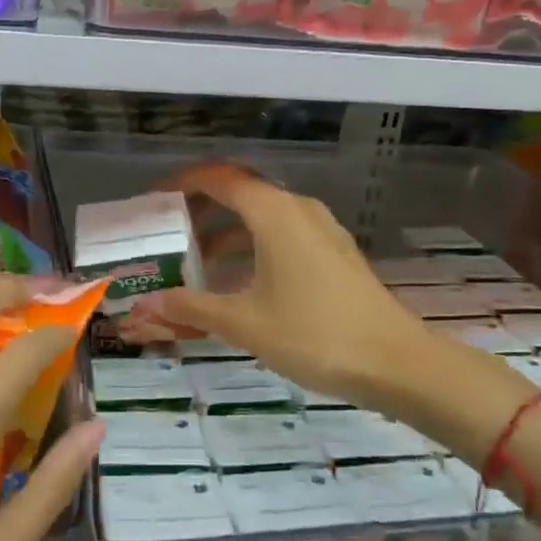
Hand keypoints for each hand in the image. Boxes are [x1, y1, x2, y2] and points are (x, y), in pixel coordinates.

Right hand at [125, 166, 471, 425]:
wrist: (395, 362)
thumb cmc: (314, 334)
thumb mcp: (244, 322)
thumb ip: (191, 308)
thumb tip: (145, 305)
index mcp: (274, 213)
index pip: (219, 178)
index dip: (183, 183)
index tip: (153, 200)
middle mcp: (298, 209)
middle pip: (240, 194)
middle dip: (200, 210)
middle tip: (167, 233)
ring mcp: (321, 230)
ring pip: (262, 217)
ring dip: (226, 233)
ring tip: (194, 263)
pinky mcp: (334, 253)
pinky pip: (282, 235)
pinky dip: (252, 247)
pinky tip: (238, 282)